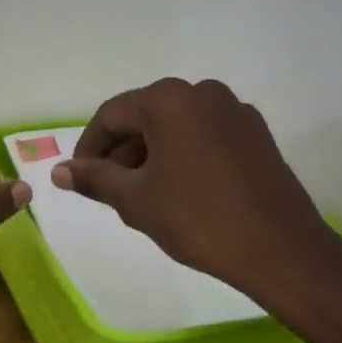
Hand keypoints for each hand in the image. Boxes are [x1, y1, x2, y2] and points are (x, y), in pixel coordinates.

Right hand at [53, 79, 341, 342]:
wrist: (282, 251)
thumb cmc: (198, 220)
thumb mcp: (136, 201)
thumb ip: (94, 179)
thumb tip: (59, 172)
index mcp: (168, 100)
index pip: (111, 116)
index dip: (88, 148)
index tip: (80, 178)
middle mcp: (202, 92)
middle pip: (144, 117)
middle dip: (121, 153)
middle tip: (110, 193)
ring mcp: (234, 110)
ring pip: (175, 127)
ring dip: (151, 155)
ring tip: (144, 197)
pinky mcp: (256, 133)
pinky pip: (204, 135)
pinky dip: (183, 155)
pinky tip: (181, 192)